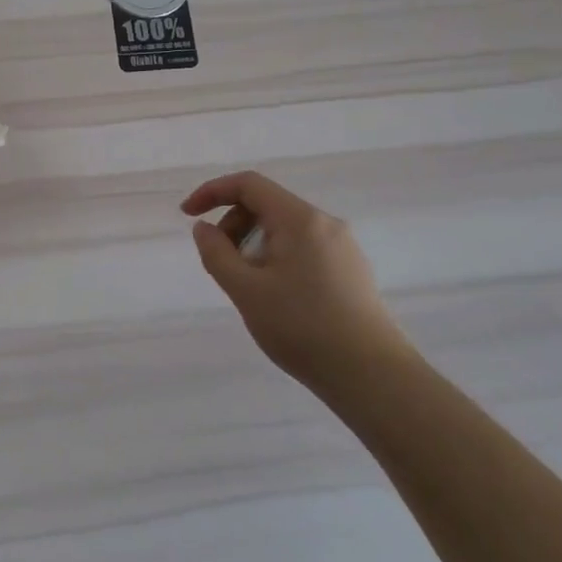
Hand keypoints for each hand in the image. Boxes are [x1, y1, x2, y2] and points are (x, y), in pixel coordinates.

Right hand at [182, 171, 405, 392]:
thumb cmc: (303, 328)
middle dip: (234, 226)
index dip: (212, 192)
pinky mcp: (351, 271)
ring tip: (248, 288)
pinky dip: (277, 259)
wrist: (373, 377)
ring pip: (285, 230)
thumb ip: (217, 253)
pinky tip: (276, 298)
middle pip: (267, 205)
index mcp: (299, 219)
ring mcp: (343, 247)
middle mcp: (325, 223)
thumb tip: (204, 228)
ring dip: (254, 245)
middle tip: (220, 265)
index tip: (188, 215)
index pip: (249, 184)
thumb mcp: (246, 291)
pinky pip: (303, 249)